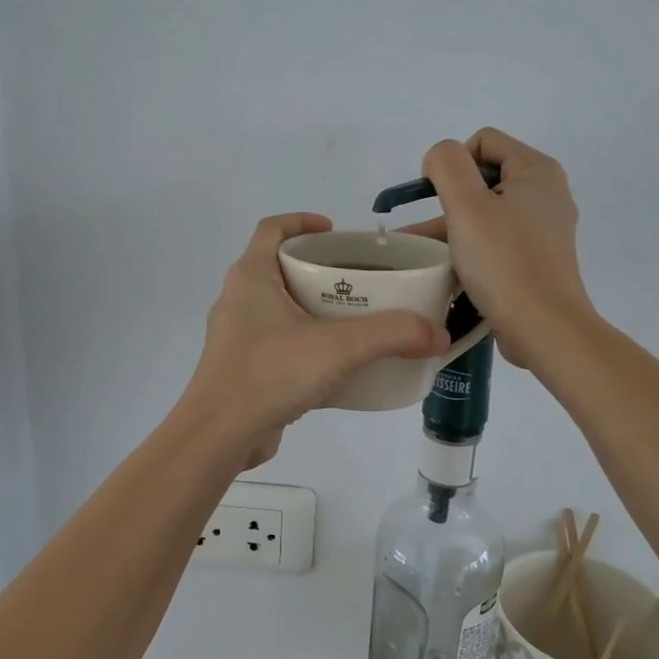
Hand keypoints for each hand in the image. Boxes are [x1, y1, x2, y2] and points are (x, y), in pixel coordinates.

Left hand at [180, 213, 449, 465]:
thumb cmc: (270, 373)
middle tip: (361, 279)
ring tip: (357, 320)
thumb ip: (392, 335)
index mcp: (251, 276)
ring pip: (281, 308)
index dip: (302, 221)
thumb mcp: (339, 347)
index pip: (272, 228)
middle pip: (281, 267)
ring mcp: (237, 336)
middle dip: (320, 269)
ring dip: (315, 308)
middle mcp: (239, 299)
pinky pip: (280, 343)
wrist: (219, 436)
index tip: (337, 231)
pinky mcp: (243, 368)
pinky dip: (307, 344)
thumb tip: (439, 333)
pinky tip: (339, 365)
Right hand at [405, 129, 594, 368]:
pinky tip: (444, 271)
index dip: (453, 163)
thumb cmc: (504, 261)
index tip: (437, 198)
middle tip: (424, 232)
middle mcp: (545, 194)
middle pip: (483, 178)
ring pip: (486, 214)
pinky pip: (495, 242)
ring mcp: (543, 230)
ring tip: (417, 255)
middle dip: (448, 200)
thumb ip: (447, 166)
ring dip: (451, 229)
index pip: (483, 141)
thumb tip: (440, 159)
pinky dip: (470, 250)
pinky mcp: (536, 260)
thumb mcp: (467, 205)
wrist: (544, 328)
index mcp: (536, 171)